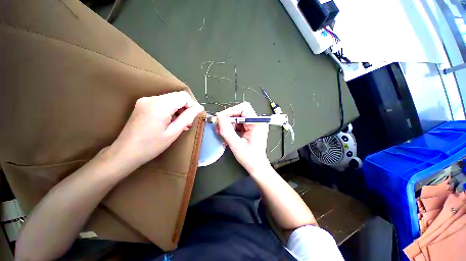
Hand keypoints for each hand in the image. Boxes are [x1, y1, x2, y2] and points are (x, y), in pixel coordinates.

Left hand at [110, 91, 203, 166]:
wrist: (125, 152)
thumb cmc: (151, 146)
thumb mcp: (173, 132)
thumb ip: (188, 117)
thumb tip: (200, 108)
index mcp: (160, 105)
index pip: (183, 96)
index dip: (192, 105)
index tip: (194, 116)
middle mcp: (152, 98)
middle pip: (177, 96)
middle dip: (186, 107)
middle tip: (188, 122)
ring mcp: (145, 100)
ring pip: (170, 99)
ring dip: (178, 109)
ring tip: (181, 124)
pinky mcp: (142, 104)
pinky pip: (162, 102)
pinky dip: (170, 110)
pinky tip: (171, 121)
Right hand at [216, 102, 269, 173]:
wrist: (257, 166)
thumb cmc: (249, 158)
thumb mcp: (235, 144)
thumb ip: (226, 130)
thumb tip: (219, 116)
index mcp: (257, 123)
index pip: (243, 108)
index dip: (230, 111)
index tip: (220, 118)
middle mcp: (258, 121)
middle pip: (240, 112)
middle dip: (228, 119)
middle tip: (219, 127)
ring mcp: (255, 124)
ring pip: (238, 118)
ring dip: (229, 124)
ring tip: (221, 132)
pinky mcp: (252, 128)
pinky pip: (240, 123)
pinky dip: (232, 128)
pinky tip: (227, 135)